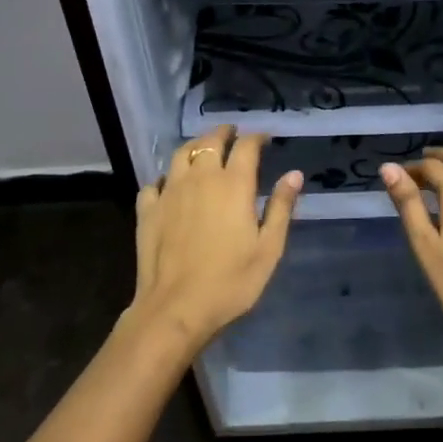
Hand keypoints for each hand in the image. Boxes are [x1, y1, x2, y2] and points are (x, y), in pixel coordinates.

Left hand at [124, 125, 302, 354]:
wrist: (176, 308)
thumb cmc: (231, 281)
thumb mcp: (269, 248)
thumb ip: (281, 208)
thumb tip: (294, 174)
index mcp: (233, 184)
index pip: (246, 146)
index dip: (257, 137)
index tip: (265, 139)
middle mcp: (200, 178)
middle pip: (210, 141)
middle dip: (224, 133)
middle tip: (233, 134)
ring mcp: (169, 192)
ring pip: (180, 154)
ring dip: (195, 146)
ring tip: (203, 149)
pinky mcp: (147, 210)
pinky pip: (155, 182)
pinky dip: (166, 177)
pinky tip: (170, 185)